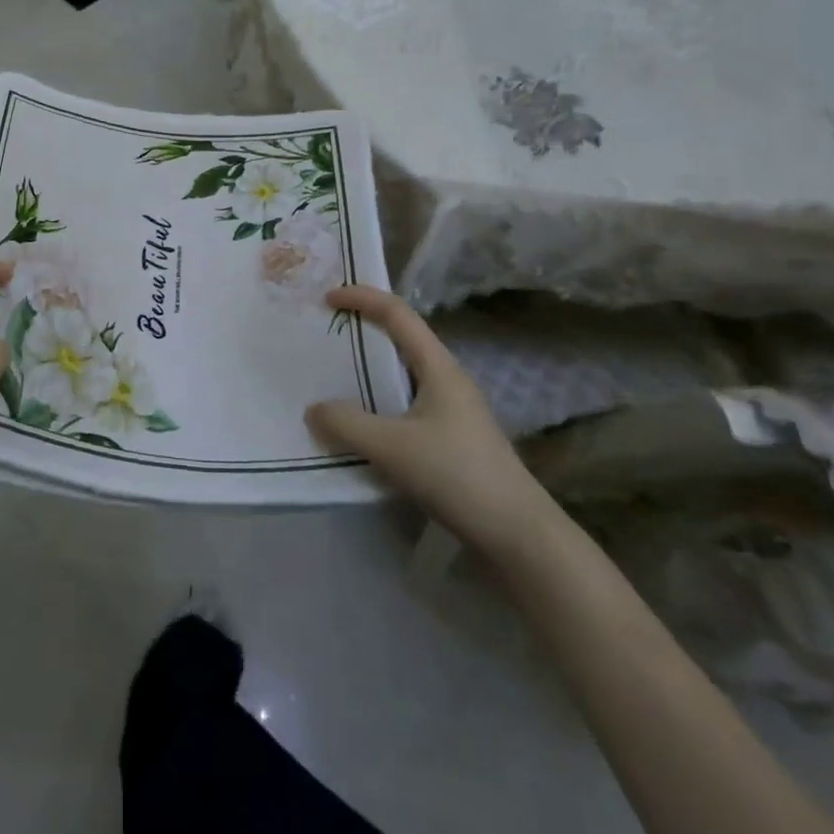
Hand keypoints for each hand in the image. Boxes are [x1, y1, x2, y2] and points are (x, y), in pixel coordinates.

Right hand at [306, 285, 553, 553]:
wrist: (519, 535)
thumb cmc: (457, 476)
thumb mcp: (392, 448)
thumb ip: (347, 425)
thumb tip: (314, 410)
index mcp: (439, 367)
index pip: (397, 313)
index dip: (362, 298)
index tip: (327, 298)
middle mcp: (447, 379)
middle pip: (401, 339)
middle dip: (363, 330)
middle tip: (326, 335)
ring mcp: (453, 410)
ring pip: (403, 374)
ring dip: (370, 370)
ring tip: (334, 378)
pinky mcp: (453, 439)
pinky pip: (407, 405)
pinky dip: (379, 403)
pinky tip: (362, 427)